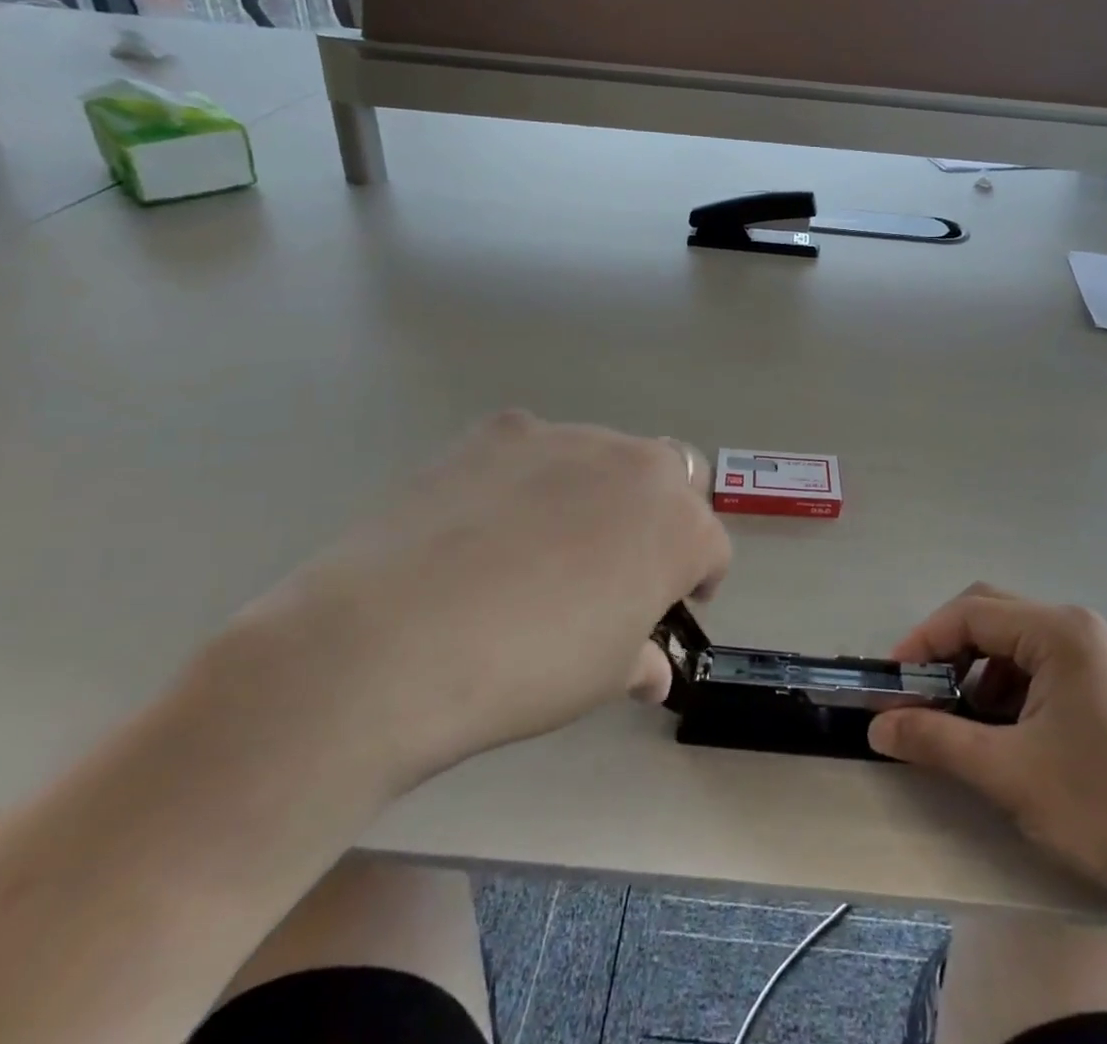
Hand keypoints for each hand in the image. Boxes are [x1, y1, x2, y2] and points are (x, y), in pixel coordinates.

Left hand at [229, 412, 729, 793]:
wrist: (396, 637)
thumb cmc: (529, 668)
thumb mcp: (601, 677)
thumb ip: (640, 658)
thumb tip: (649, 668)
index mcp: (678, 524)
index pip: (710, 545)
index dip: (698, 578)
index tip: (676, 605)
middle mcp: (636, 464)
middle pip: (673, 476)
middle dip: (662, 514)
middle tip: (624, 561)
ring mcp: (566, 437)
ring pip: (606, 454)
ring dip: (599, 489)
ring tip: (548, 540)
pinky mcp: (503, 429)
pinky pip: (536, 445)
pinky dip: (533, 471)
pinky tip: (491, 514)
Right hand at [868, 585, 1106, 968]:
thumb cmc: (1106, 808)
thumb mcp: (1010, 775)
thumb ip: (936, 741)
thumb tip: (876, 726)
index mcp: (1059, 632)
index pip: (970, 613)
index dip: (922, 643)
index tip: (891, 684)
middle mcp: (1078, 628)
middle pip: (991, 617)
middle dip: (947, 653)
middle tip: (919, 696)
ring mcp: (1098, 656)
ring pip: (1014, 645)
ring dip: (977, 675)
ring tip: (961, 724)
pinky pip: (1041, 668)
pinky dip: (1008, 691)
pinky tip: (1005, 735)